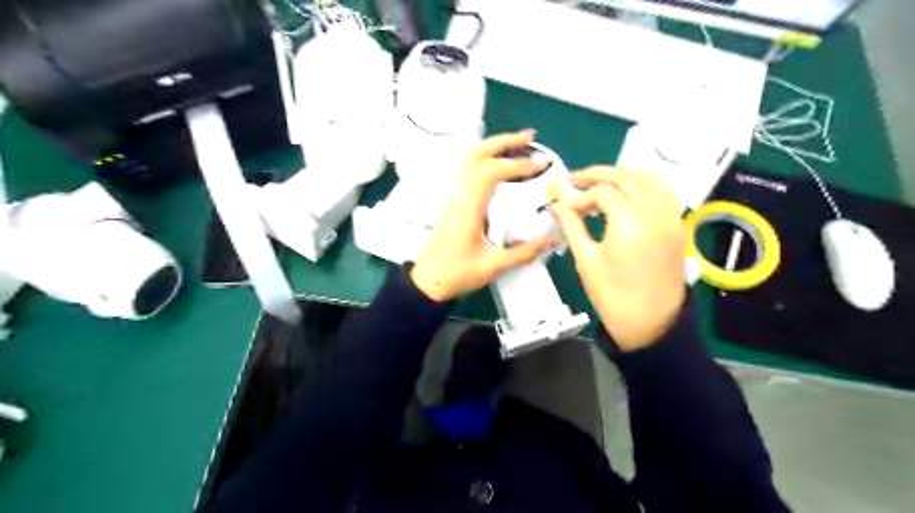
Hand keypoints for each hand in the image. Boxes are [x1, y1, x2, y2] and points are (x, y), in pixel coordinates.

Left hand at [411, 131, 554, 301]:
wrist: (428, 281)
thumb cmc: (458, 273)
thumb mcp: (494, 266)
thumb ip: (525, 252)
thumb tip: (553, 239)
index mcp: (468, 208)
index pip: (491, 172)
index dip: (517, 164)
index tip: (541, 164)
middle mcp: (459, 195)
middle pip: (476, 154)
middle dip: (504, 141)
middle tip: (530, 138)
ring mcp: (453, 196)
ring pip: (470, 160)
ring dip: (494, 147)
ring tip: (518, 146)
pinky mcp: (453, 201)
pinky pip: (468, 171)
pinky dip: (486, 160)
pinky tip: (501, 167)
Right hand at [551, 166, 685, 350]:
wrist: (651, 323)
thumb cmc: (613, 295)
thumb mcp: (587, 260)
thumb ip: (572, 226)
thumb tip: (556, 205)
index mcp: (630, 221)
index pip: (602, 192)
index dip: (580, 195)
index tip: (563, 206)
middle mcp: (654, 211)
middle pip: (627, 177)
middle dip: (599, 174)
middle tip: (575, 180)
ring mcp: (670, 217)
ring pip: (648, 179)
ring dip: (623, 175)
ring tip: (600, 184)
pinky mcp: (677, 226)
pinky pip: (663, 192)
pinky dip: (644, 185)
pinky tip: (628, 194)